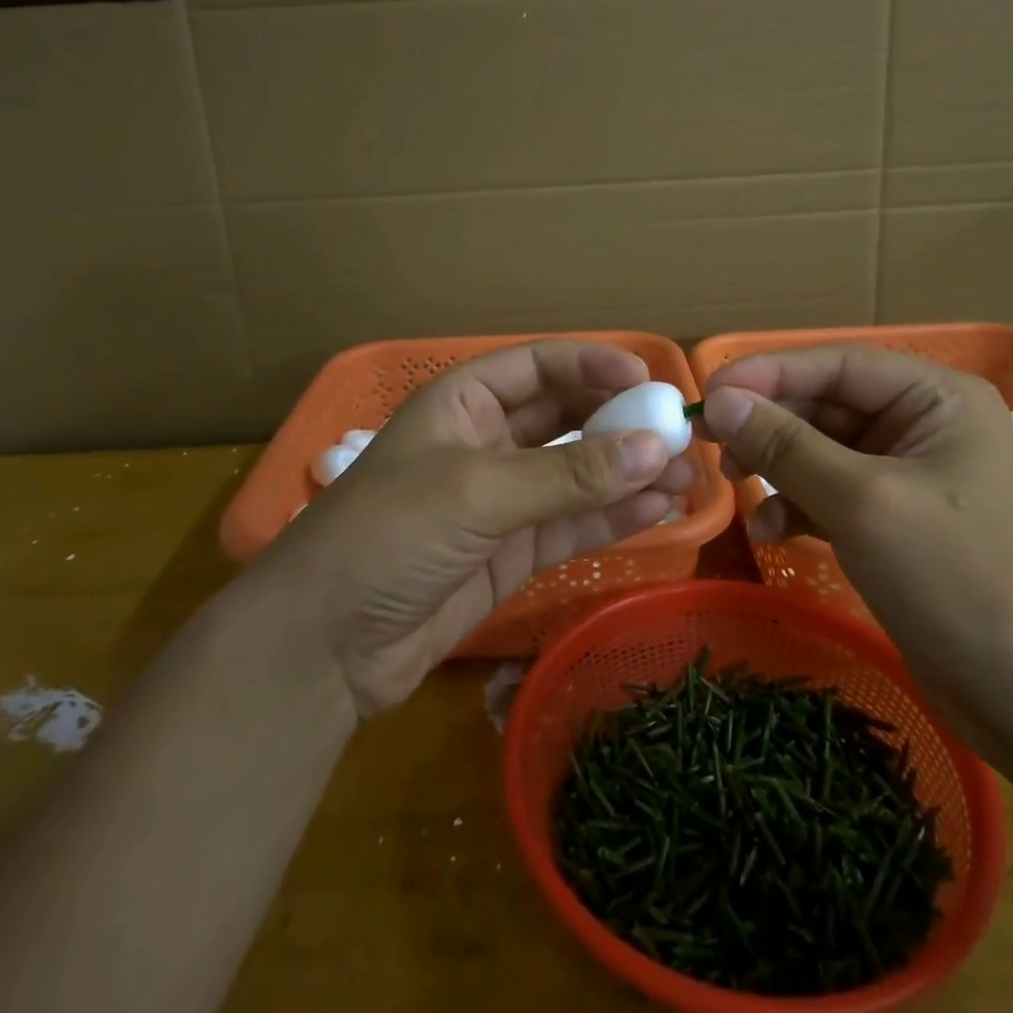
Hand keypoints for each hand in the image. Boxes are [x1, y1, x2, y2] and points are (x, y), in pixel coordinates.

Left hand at [265, 341, 696, 716]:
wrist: (325, 646)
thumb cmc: (387, 535)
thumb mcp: (476, 492)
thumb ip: (568, 474)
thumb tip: (656, 448)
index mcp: (462, 402)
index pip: (539, 367)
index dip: (593, 366)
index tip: (649, 379)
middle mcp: (487, 442)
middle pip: (566, 418)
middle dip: (620, 422)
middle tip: (680, 431)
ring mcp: (503, 501)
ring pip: (578, 475)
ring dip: (629, 472)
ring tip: (688, 474)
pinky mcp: (514, 553)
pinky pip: (574, 524)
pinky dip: (615, 517)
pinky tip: (661, 508)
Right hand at [699, 345, 1012, 762]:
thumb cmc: (957, 580)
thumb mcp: (862, 502)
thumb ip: (786, 446)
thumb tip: (719, 401)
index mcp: (935, 398)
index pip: (835, 364)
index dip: (766, 373)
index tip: (706, 393)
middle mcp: (921, 425)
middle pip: (823, 405)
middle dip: (766, 424)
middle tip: (706, 442)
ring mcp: (907, 475)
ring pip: (819, 450)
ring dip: (775, 466)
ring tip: (734, 486)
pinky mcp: (893, 521)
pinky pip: (828, 494)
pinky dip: (795, 506)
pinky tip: (770, 532)